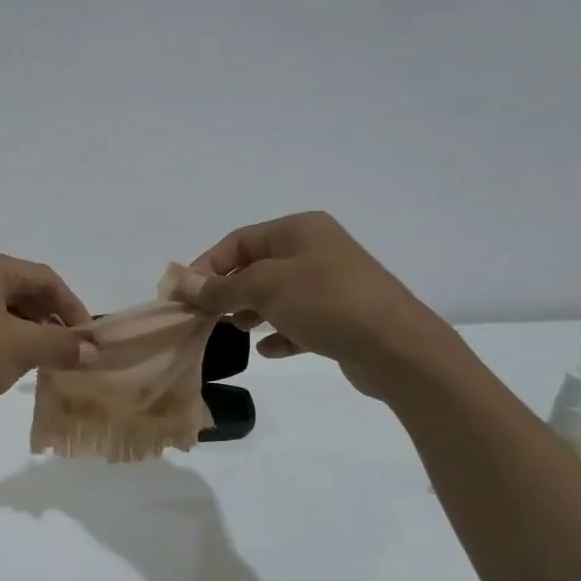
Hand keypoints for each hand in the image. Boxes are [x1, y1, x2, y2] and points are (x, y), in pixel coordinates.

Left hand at [0, 251, 93, 423]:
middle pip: (23, 289)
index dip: (72, 306)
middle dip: (50, 317)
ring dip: (30, 328)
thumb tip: (94, 352)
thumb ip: (63, 345)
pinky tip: (14, 360)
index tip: (87, 336)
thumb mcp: (24, 348)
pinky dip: (7, 335)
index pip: (44, 278)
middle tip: (68, 346)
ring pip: (3, 306)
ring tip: (45, 356)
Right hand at [189, 212, 444, 395]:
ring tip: (238, 331)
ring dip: (252, 312)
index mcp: (299, 230)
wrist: (396, 347)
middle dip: (229, 291)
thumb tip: (184, 283)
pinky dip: (280, 333)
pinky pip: (299, 321)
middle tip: (207, 317)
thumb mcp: (265, 288)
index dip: (208, 265)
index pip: (239, 240)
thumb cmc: (326, 303)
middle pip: (256, 267)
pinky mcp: (341, 317)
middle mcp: (316, 250)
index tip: (187, 296)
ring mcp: (331, 284)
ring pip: (276, 295)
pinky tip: (269, 350)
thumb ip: (221, 287)